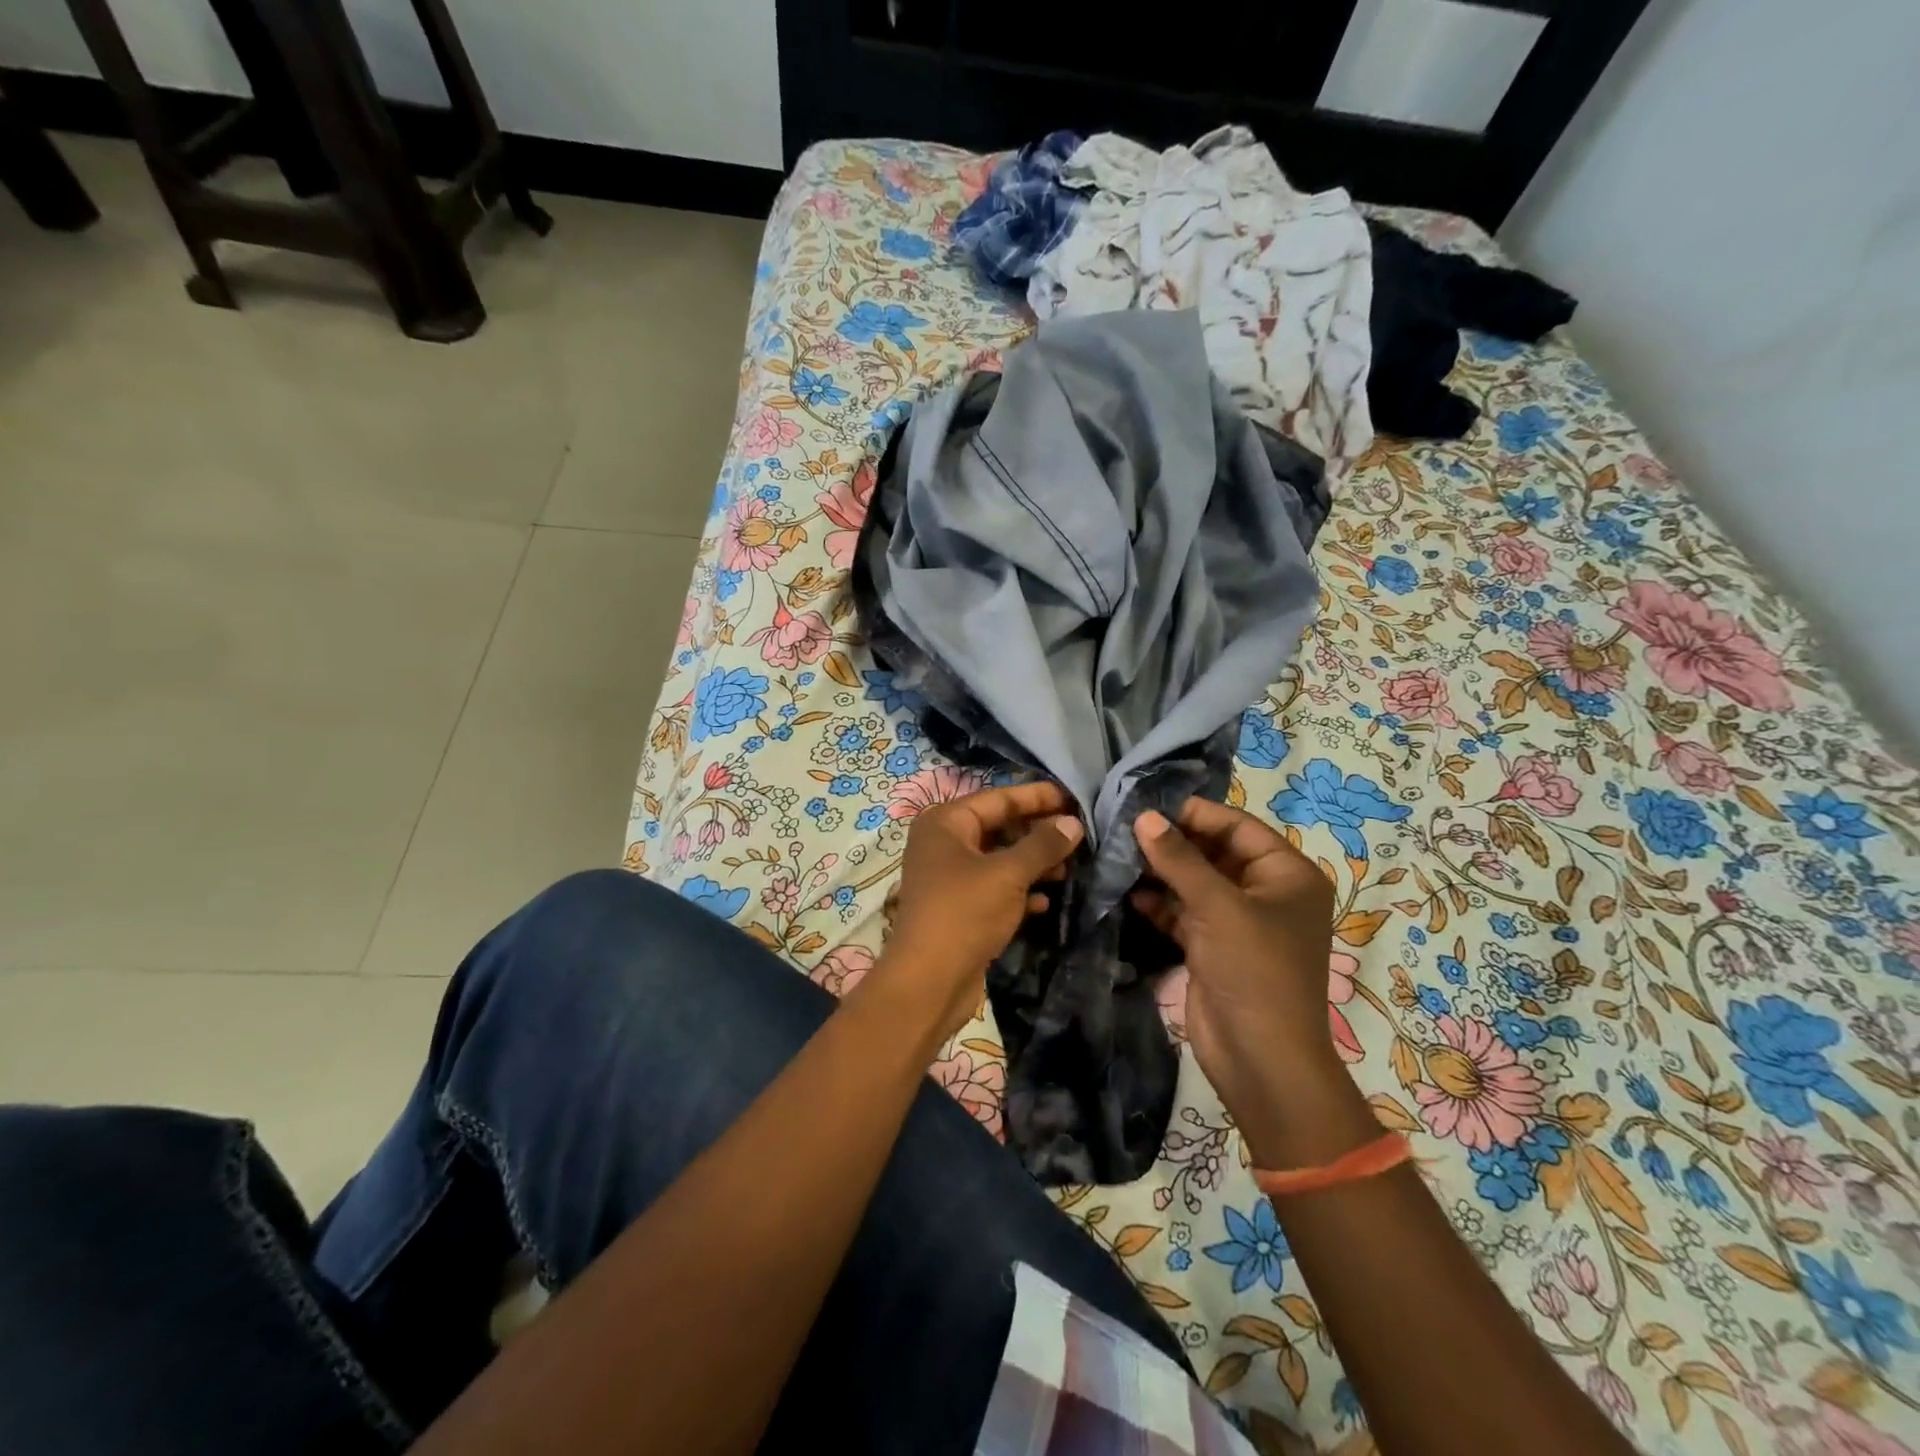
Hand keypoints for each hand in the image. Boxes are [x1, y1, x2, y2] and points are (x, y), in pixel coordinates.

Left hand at [878, 781, 1083, 1042]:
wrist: (928, 982)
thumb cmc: (965, 913)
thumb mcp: (1008, 874)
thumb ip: (1043, 845)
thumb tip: (1073, 823)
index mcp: (946, 822)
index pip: (999, 798)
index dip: (1038, 797)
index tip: (1075, 798)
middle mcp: (944, 843)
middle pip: (999, 827)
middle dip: (1038, 832)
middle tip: (1079, 835)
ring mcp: (949, 876)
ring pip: (999, 859)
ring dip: (1033, 863)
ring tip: (1070, 868)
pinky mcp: (958, 907)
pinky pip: (994, 887)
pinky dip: (1019, 890)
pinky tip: (1046, 901)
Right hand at [1133, 799, 1370, 1162]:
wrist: (1260, 1059)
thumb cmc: (1253, 970)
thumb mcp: (1217, 907)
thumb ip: (1179, 858)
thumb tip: (1144, 817)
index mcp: (1287, 875)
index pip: (1237, 826)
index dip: (1194, 813)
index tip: (1146, 804)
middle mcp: (1266, 893)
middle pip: (1214, 853)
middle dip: (1172, 842)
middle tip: (1123, 827)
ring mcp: (1239, 922)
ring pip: (1195, 883)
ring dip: (1161, 872)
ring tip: (1117, 855)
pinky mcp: (1213, 947)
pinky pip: (1184, 912)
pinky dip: (1159, 903)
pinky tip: (1127, 893)